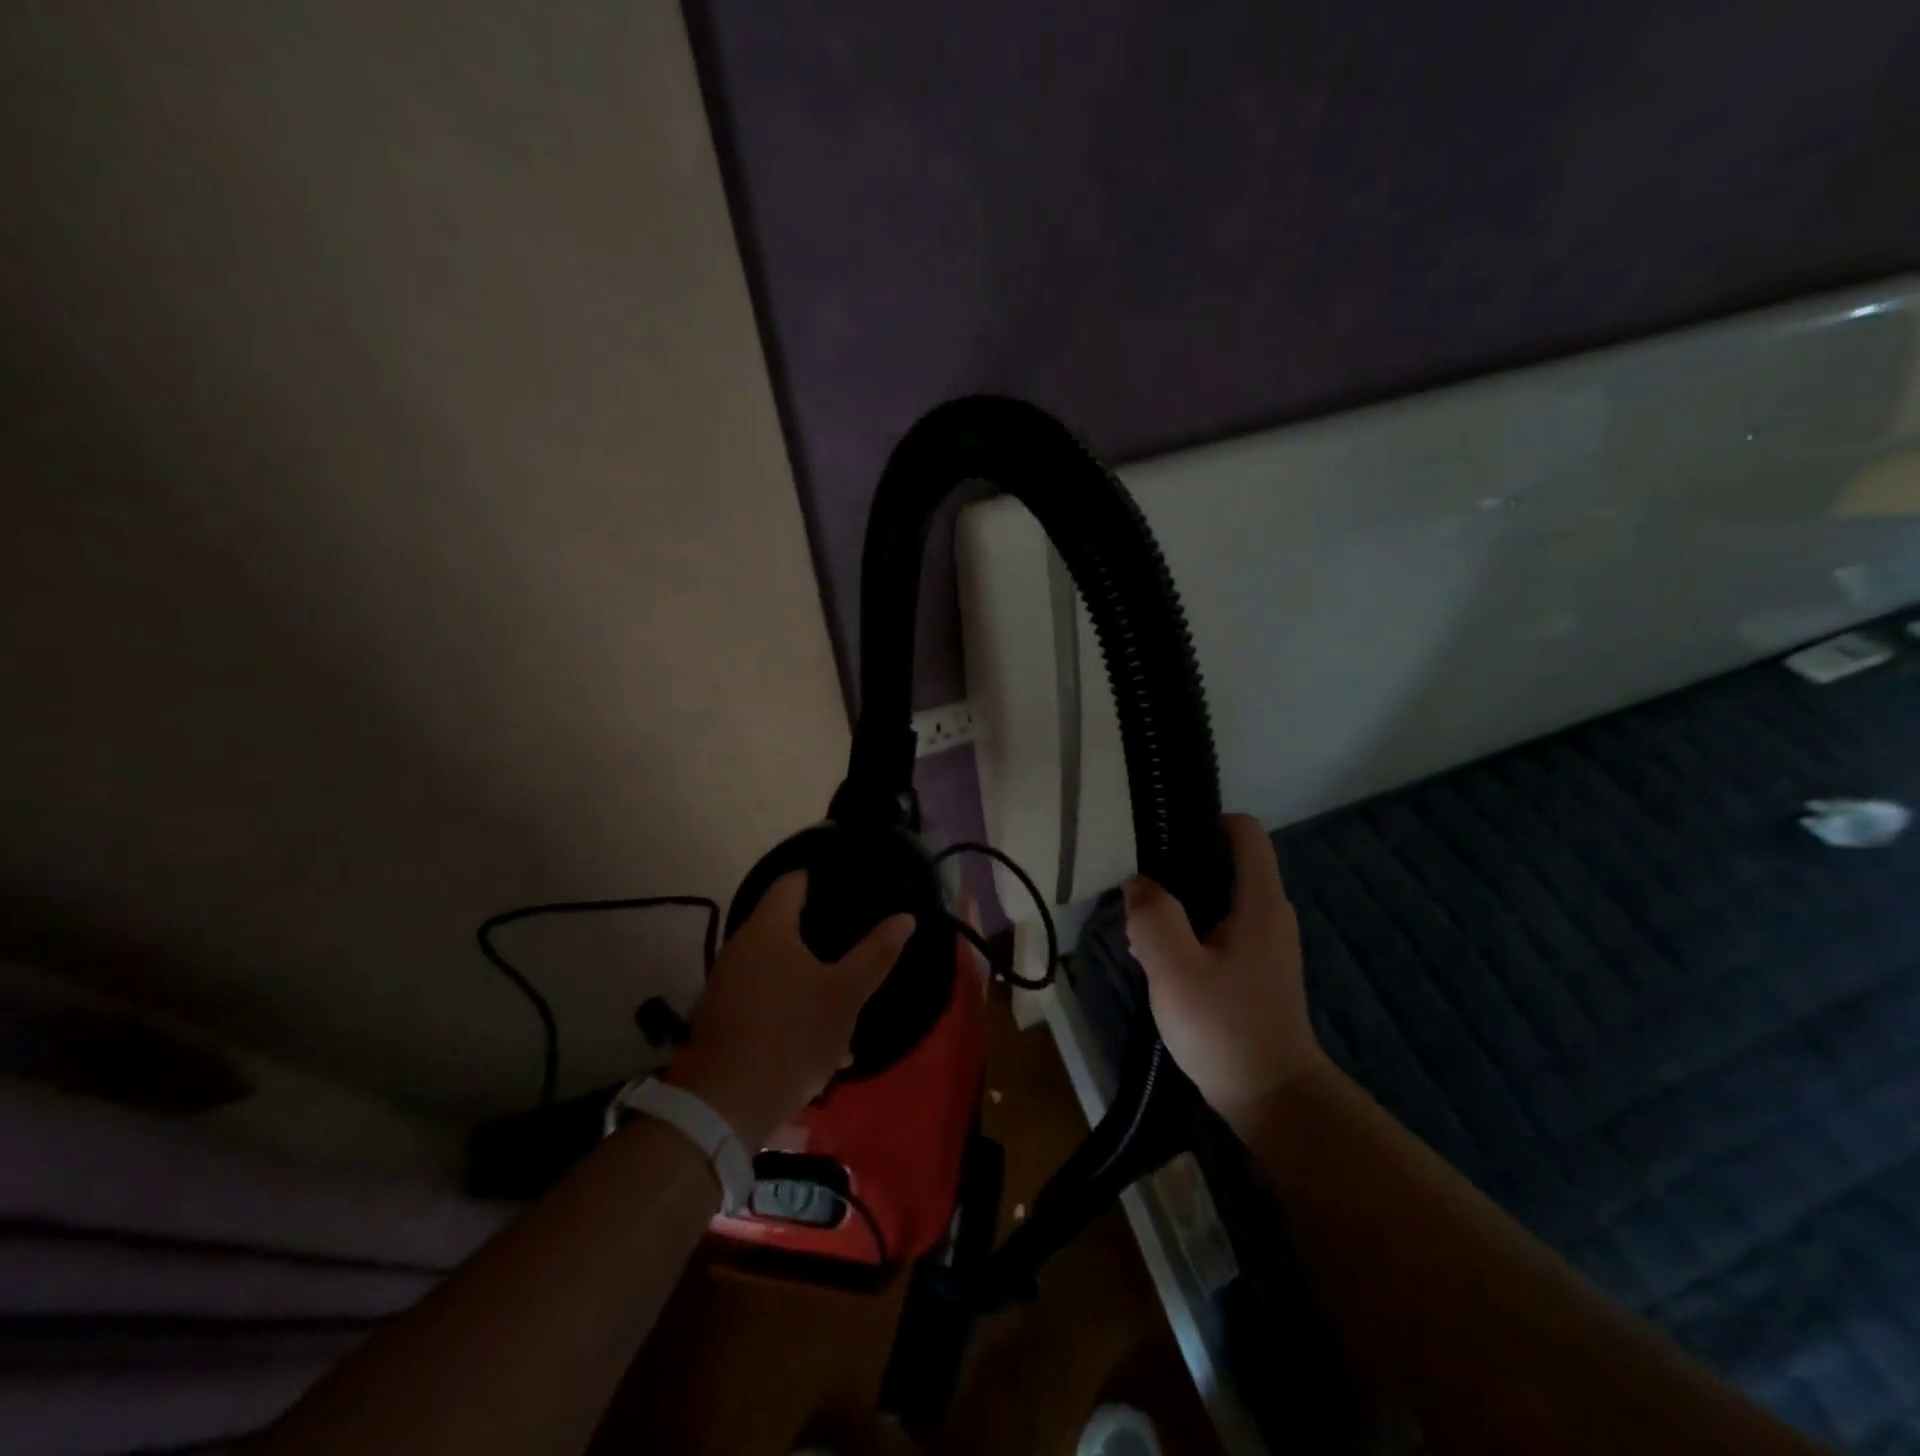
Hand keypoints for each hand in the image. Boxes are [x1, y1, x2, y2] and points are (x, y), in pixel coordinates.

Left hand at [664, 872, 912, 1147]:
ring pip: (772, 962)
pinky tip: (810, 1027)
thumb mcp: (845, 995)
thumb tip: (904, 918)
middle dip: (816, 930)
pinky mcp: (719, 1016)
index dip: (820, 879)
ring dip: (802, 971)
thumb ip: (876, 953)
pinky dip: (784, 998)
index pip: (792, 882)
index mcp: (768, 929)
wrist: (726, 1105)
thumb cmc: (792, 1036)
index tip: (848, 886)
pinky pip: (759, 993)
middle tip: (851, 937)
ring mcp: (724, 982)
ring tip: (837, 986)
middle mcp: (739, 946)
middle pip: (781, 922)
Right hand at [1124, 813, 1326, 1127]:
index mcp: (1259, 902)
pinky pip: (1217, 932)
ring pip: (1214, 902)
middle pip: (1222, 865)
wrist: (1271, 1098)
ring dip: (1176, 912)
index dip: (1204, 823)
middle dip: (1176, 877)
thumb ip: (1153, 916)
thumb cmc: (1224, 1027)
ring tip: (1144, 943)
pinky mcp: (1254, 970)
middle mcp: (1268, 913)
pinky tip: (1162, 968)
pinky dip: (1188, 937)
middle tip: (1140, 908)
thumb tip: (1139, 883)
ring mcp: (1264, 943)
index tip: (1163, 844)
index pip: (1244, 832)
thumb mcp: (1175, 968)